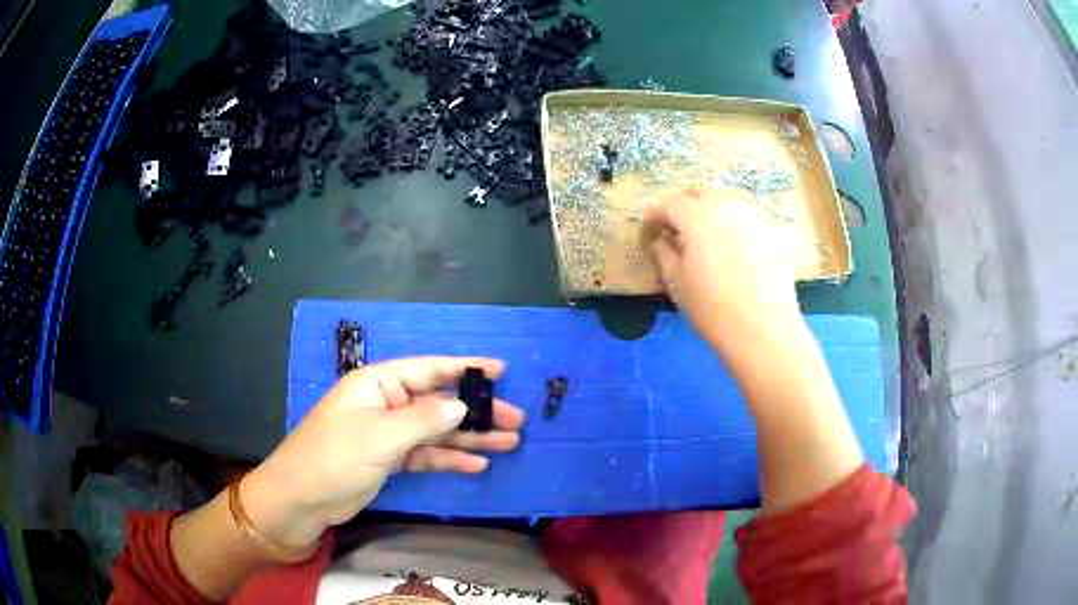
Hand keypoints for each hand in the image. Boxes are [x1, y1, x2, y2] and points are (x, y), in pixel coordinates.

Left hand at [240, 356, 523, 550]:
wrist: (300, 501)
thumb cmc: (333, 460)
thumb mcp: (379, 438)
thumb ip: (423, 420)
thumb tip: (460, 407)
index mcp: (378, 384)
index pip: (429, 369)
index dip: (466, 369)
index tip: (501, 371)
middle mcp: (385, 404)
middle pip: (438, 403)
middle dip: (476, 411)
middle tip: (516, 420)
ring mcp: (387, 434)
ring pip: (436, 431)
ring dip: (470, 437)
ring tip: (508, 442)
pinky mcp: (388, 460)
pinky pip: (426, 455)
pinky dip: (449, 459)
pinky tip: (477, 465)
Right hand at [642, 188, 800, 350]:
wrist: (764, 331)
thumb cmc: (712, 310)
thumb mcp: (677, 283)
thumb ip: (663, 253)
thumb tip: (659, 239)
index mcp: (698, 217)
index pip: (668, 205)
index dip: (653, 219)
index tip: (648, 237)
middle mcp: (727, 206)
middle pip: (698, 193)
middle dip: (682, 208)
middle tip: (675, 233)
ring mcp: (754, 215)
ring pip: (725, 198)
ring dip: (709, 210)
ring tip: (705, 237)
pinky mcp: (773, 230)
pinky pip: (747, 215)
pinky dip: (733, 222)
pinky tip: (733, 247)